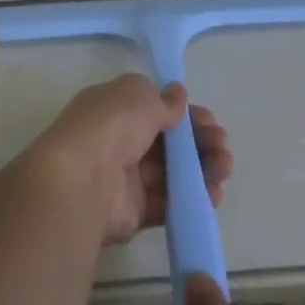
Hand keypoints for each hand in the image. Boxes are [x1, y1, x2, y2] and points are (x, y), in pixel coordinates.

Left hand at [29, 74, 232, 246]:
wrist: (81, 181)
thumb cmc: (109, 126)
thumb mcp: (138, 96)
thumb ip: (163, 100)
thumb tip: (178, 94)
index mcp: (113, 109)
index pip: (155, 109)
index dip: (185, 115)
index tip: (209, 120)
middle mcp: (118, 141)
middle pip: (168, 142)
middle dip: (200, 142)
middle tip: (222, 147)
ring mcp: (125, 178)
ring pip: (172, 172)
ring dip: (202, 169)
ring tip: (223, 170)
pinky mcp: (133, 211)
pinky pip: (168, 203)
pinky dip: (192, 198)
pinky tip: (213, 193)